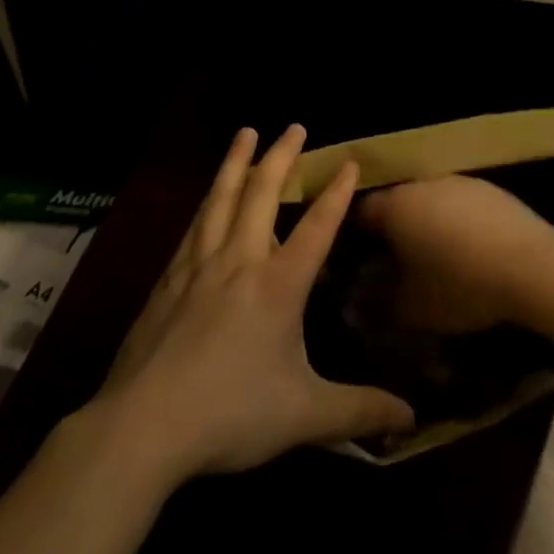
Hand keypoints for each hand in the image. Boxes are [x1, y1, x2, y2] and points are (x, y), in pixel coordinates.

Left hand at [93, 125, 414, 479]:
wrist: (142, 427)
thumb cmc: (230, 414)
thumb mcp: (305, 416)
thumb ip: (359, 412)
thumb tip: (411, 418)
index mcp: (278, 285)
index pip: (316, 227)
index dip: (335, 193)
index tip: (348, 161)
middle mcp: (239, 262)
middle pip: (262, 194)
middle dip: (281, 156)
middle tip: (293, 126)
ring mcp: (198, 266)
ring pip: (221, 199)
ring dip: (237, 162)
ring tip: (245, 133)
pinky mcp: (167, 280)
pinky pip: (194, 226)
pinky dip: (207, 201)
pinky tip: (207, 197)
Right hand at [356, 175, 553, 334]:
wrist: (531, 266)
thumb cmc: (460, 285)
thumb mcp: (411, 306)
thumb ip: (378, 300)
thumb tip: (359, 297)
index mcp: (396, 205)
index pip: (360, 212)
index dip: (354, 237)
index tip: (356, 262)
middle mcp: (423, 184)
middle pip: (397, 203)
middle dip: (392, 230)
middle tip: (395, 263)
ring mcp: (459, 181)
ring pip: (430, 201)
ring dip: (426, 224)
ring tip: (434, 258)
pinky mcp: (489, 188)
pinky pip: (459, 204)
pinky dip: (456, 222)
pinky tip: (468, 250)